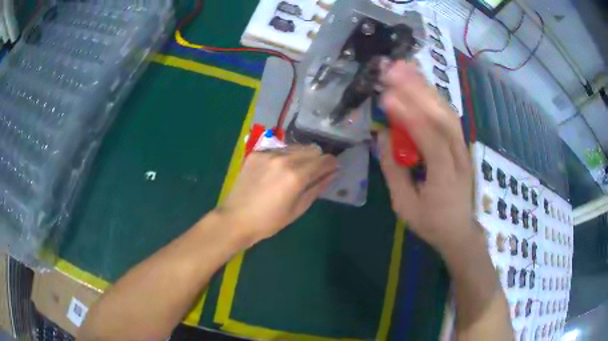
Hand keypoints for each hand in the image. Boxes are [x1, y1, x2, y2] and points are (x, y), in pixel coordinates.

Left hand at [215, 145, 337, 246]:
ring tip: (295, 171)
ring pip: (296, 146)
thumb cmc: (269, 221)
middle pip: (312, 149)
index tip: (333, 168)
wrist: (235, 218)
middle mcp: (284, 158)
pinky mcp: (256, 153)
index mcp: (296, 175)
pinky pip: (279, 149)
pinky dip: (284, 156)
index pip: (324, 160)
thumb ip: (317, 187)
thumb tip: (333, 174)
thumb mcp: (298, 209)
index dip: (332, 163)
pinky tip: (277, 170)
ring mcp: (268, 153)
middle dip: (318, 159)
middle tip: (314, 172)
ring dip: (302, 156)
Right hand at [379, 61, 473, 250]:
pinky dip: (433, 97)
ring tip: (404, 68)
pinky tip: (419, 84)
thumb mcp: (405, 206)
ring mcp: (462, 148)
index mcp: (445, 177)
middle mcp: (459, 156)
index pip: (430, 140)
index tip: (387, 97)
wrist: (460, 230)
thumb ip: (394, 171)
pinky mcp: (461, 144)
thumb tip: (382, 136)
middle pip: (442, 117)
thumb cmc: (431, 222)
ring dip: (425, 87)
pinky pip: (448, 116)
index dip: (410, 117)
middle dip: (417, 90)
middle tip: (394, 69)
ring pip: (447, 111)